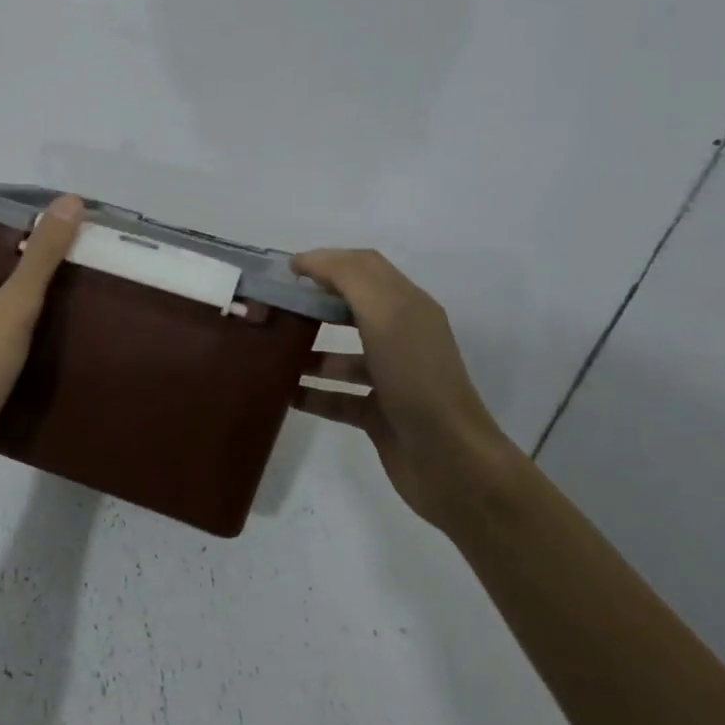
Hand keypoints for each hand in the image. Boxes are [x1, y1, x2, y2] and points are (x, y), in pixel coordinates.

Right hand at [291, 249, 520, 531]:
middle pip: (350, 308)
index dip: (326, 261)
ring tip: (271, 352)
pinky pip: (337, 397)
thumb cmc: (417, 379)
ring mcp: (390, 377)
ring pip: (341, 354)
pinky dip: (311, 393)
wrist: (452, 463)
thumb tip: (308, 262)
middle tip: (274, 309)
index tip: (286, 272)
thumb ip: (348, 278)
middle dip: (313, 304)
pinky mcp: (379, 414)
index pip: (363, 267)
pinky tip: (284, 395)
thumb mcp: (385, 314)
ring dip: (307, 350)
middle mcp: (400, 336)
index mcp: (407, 306)